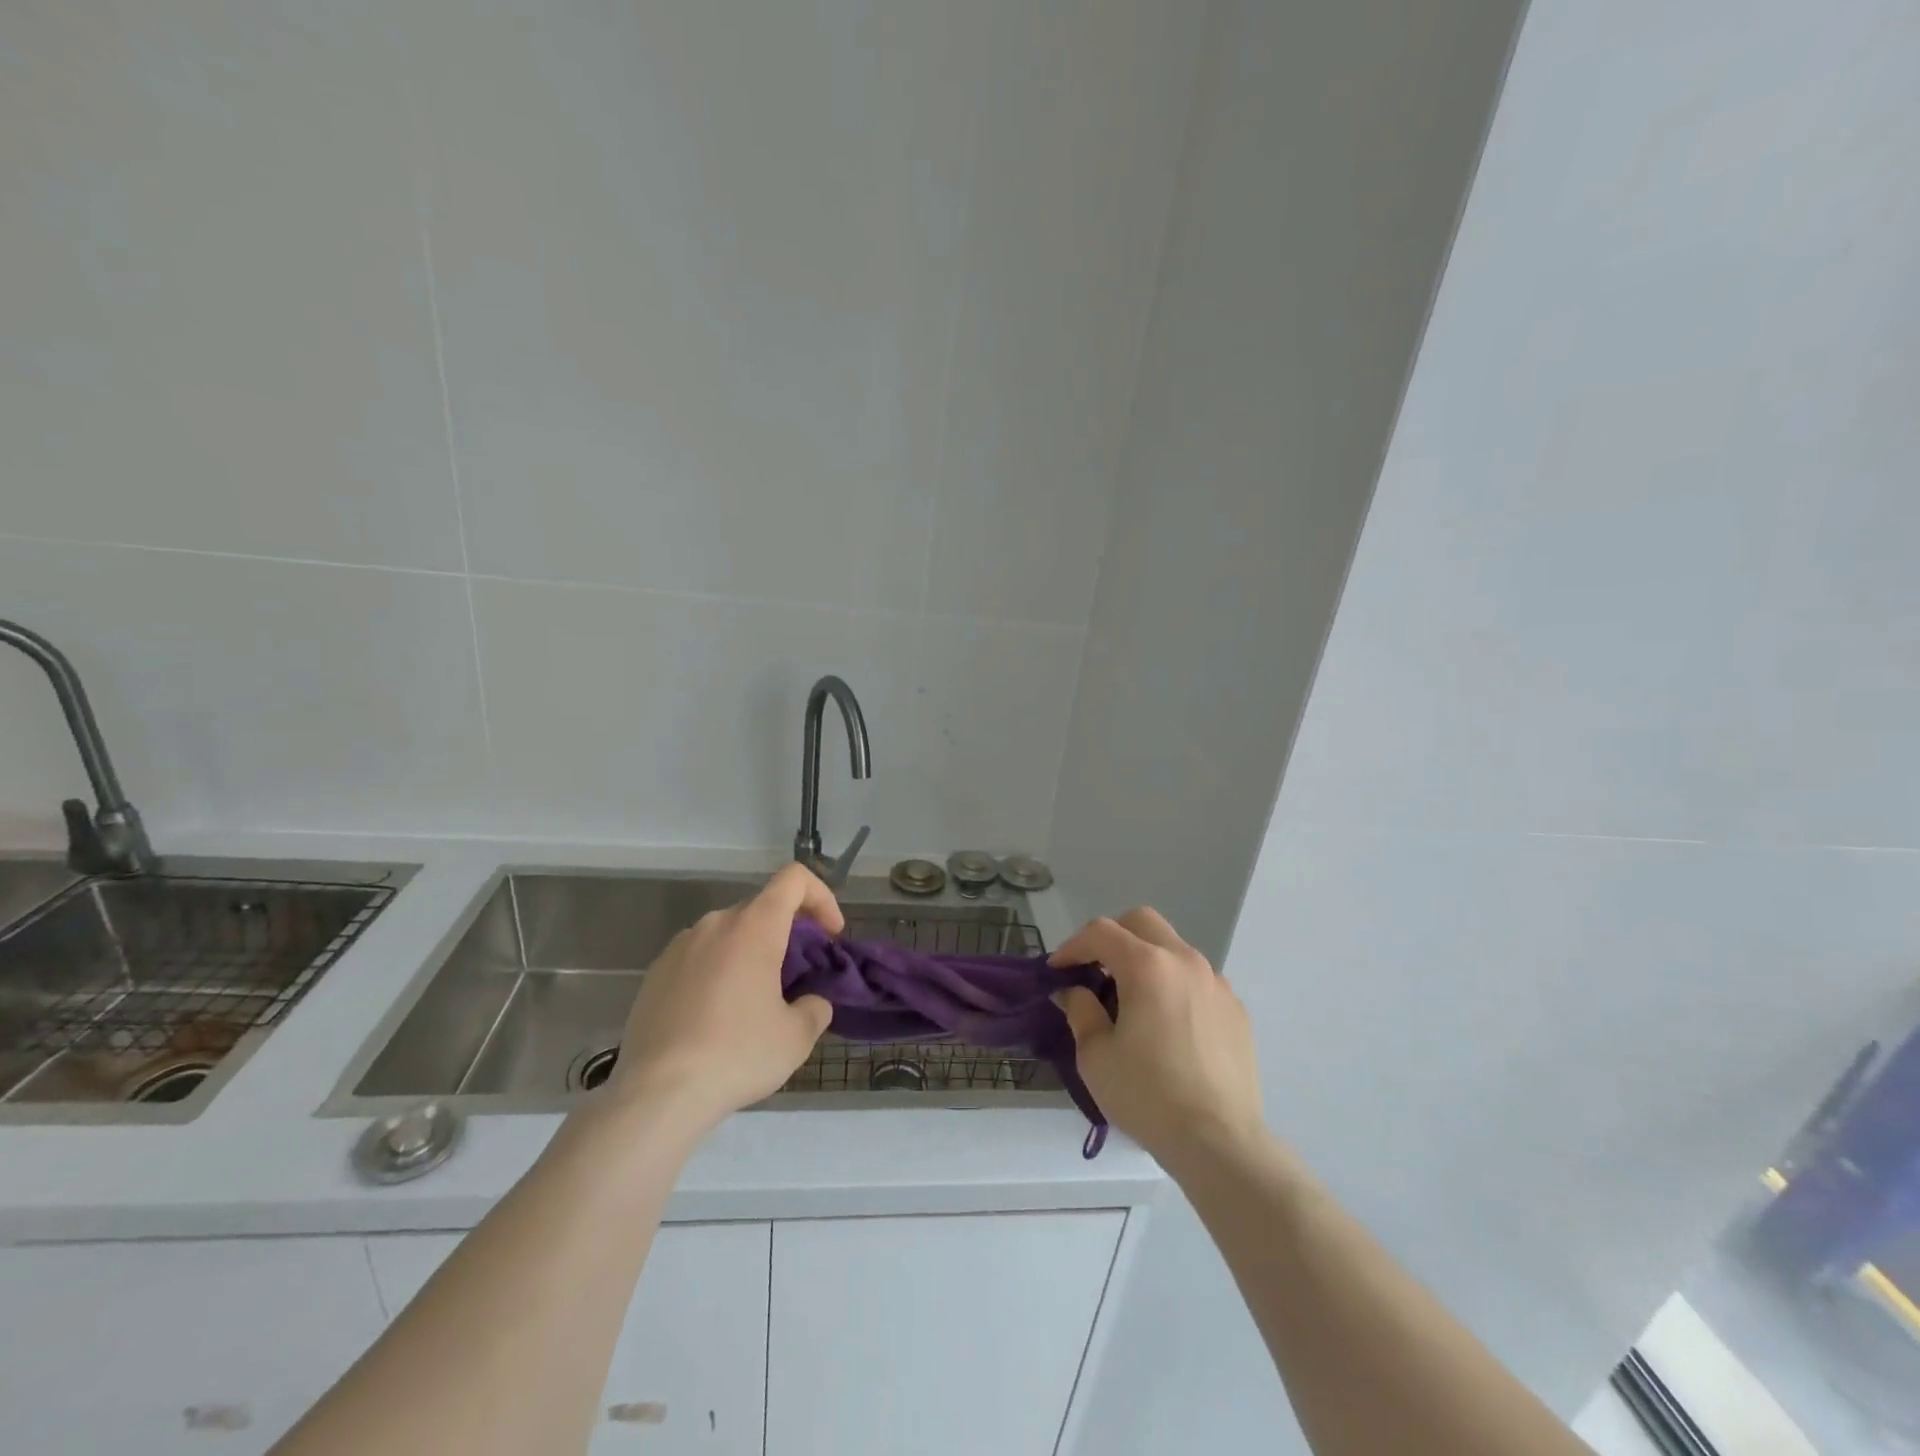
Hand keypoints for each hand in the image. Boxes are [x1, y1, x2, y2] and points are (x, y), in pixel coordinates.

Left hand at [606, 864, 840, 1135]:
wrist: (657, 1094)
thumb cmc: (737, 1054)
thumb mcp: (796, 1037)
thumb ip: (815, 1008)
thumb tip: (810, 1002)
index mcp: (754, 927)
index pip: (794, 879)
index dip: (821, 897)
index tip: (830, 935)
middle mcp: (715, 924)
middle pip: (762, 908)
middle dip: (788, 932)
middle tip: (798, 976)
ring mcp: (679, 946)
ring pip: (728, 934)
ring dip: (751, 953)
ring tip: (756, 1001)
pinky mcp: (655, 973)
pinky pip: (699, 957)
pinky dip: (718, 972)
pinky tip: (717, 1018)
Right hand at [1052, 908, 1265, 1170]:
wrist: (1220, 1143)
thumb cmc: (1148, 1096)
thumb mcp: (1096, 1056)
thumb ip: (1081, 1011)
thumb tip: (1075, 991)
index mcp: (1148, 966)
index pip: (1101, 932)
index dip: (1073, 946)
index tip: (1058, 970)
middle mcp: (1185, 961)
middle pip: (1142, 923)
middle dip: (1112, 937)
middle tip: (1094, 970)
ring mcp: (1216, 983)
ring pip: (1173, 949)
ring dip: (1146, 959)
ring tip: (1131, 999)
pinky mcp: (1236, 1010)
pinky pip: (1197, 980)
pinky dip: (1174, 985)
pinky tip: (1167, 1024)